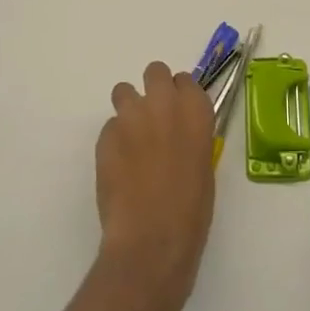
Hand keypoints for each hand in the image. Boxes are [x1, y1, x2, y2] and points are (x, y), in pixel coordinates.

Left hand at [94, 62, 214, 310]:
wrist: (152, 238)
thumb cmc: (191, 209)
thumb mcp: (203, 165)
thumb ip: (191, 137)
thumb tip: (178, 134)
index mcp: (196, 110)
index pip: (185, 81)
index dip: (179, 96)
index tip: (178, 114)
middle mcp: (164, 103)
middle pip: (154, 72)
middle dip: (153, 90)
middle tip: (153, 119)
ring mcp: (131, 116)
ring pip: (124, 91)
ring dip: (129, 108)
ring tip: (131, 139)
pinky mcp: (105, 136)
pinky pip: (110, 127)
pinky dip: (114, 140)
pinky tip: (119, 167)